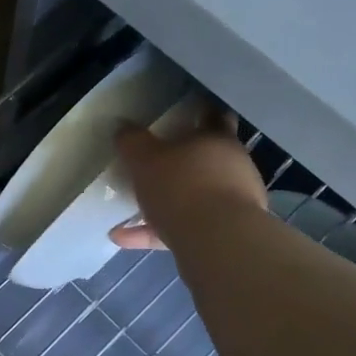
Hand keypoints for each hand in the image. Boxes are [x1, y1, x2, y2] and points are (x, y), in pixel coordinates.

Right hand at [109, 110, 267, 250]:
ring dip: (165, 203)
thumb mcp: (145, 159)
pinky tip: (123, 237)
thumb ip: (132, 142)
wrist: (218, 242)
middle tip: (153, 164)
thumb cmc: (183, 187)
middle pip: (205, 160)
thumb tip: (122, 127)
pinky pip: (183, 228)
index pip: (212, 117)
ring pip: (193, 198)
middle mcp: (232, 168)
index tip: (185, 112)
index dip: (200, 112)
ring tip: (128, 211)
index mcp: (217, 140)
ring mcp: (232, 204)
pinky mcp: (223, 235)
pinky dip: (155, 231)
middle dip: (181, 163)